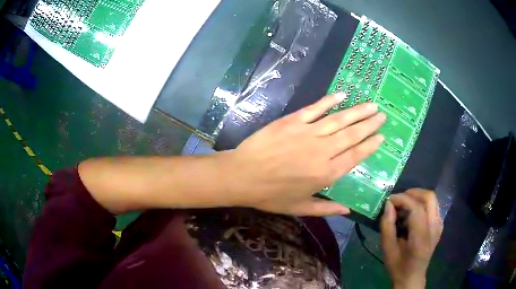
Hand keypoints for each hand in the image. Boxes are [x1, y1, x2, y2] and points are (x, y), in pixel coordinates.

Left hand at [222, 93, 385, 215]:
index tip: (382, 136)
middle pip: (352, 135)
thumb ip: (326, 209)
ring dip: (357, 111)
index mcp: (326, 174)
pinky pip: (315, 109)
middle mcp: (322, 151)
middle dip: (369, 124)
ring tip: (372, 105)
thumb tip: (349, 211)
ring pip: (339, 120)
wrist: (242, 176)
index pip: (355, 156)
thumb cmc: (270, 195)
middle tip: (382, 115)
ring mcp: (308, 133)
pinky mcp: (293, 121)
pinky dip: (330, 101)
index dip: (370, 145)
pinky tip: (343, 95)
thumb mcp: (299, 208)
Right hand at [380, 189, 442, 288]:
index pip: (416, 208)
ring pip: (432, 199)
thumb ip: (387, 226)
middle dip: (412, 193)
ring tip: (404, 206)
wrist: (412, 277)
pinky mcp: (439, 225)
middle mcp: (434, 228)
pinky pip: (433, 206)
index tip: (389, 200)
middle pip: (429, 197)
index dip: (402, 199)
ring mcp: (439, 225)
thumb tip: (388, 205)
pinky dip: (422, 204)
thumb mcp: (387, 249)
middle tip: (398, 200)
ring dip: (417, 197)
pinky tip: (412, 214)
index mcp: (421, 237)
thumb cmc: (398, 266)